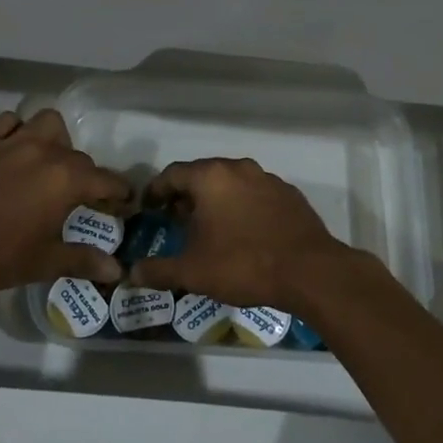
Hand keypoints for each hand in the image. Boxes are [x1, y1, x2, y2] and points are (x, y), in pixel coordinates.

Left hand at [0, 110, 130, 294]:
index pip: (106, 180)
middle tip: (80, 198)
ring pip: (47, 123)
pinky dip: (17, 131)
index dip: (119, 193)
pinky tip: (12, 150)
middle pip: (79, 155)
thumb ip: (81, 260)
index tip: (125, 203)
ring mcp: (13, 140)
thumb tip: (116, 270)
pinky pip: (10, 122)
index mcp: (65, 180)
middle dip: (86, 175)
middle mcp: (45, 151)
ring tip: (48, 162)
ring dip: (55, 139)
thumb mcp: (40, 263)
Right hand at [128, 158, 350, 310]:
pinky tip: (242, 232)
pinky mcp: (289, 194)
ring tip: (208, 227)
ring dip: (215, 200)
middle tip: (176, 219)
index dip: (156, 191)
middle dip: (186, 195)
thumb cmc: (243, 264)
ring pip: (231, 183)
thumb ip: (159, 270)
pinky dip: (242, 207)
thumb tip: (132, 273)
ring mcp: (267, 179)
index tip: (149, 207)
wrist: (310, 271)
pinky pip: (255, 194)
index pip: (172, 174)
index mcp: (211, 177)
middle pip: (202, 175)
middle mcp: (238, 168)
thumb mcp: (193, 272)